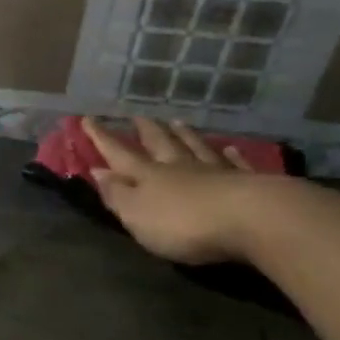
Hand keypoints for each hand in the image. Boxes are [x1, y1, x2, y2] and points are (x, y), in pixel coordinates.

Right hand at [82, 117, 266, 265]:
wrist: (251, 219)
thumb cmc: (184, 223)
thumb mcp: (138, 215)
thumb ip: (117, 194)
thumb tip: (98, 171)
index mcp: (149, 176)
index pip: (119, 154)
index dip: (102, 139)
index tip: (88, 119)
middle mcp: (180, 167)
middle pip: (160, 144)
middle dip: (146, 131)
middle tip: (138, 116)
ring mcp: (215, 172)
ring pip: (195, 147)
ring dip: (184, 135)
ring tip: (177, 122)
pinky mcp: (248, 182)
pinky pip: (235, 163)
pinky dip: (231, 154)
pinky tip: (230, 147)